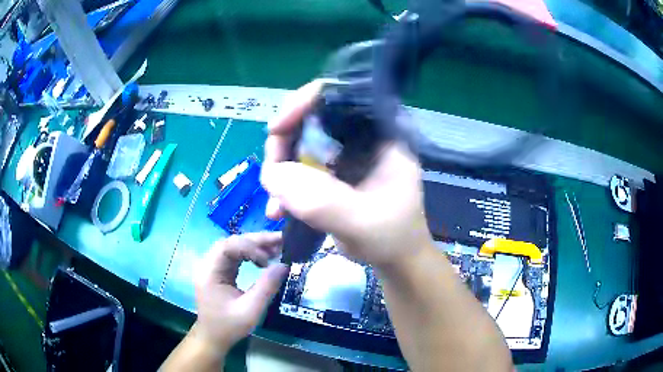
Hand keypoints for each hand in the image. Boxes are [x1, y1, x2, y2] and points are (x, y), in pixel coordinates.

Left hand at [193, 232, 288, 351]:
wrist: (213, 337)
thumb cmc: (229, 326)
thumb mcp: (250, 311)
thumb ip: (266, 287)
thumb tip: (284, 265)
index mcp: (209, 272)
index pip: (227, 246)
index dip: (250, 247)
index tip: (268, 260)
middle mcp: (208, 264)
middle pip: (231, 242)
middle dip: (255, 241)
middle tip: (280, 240)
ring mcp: (212, 267)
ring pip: (233, 246)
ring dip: (254, 245)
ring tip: (277, 247)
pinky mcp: (219, 271)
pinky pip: (235, 255)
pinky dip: (250, 254)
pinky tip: (264, 258)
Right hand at [261, 80, 432, 268]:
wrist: (395, 260)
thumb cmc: (392, 238)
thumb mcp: (361, 222)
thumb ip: (320, 200)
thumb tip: (271, 174)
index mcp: (381, 132)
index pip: (340, 95)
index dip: (304, 102)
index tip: (277, 129)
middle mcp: (361, 135)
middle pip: (311, 117)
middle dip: (284, 143)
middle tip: (271, 176)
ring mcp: (345, 153)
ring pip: (300, 142)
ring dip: (280, 170)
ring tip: (275, 205)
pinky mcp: (332, 172)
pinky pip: (299, 167)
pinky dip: (285, 186)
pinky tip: (278, 210)